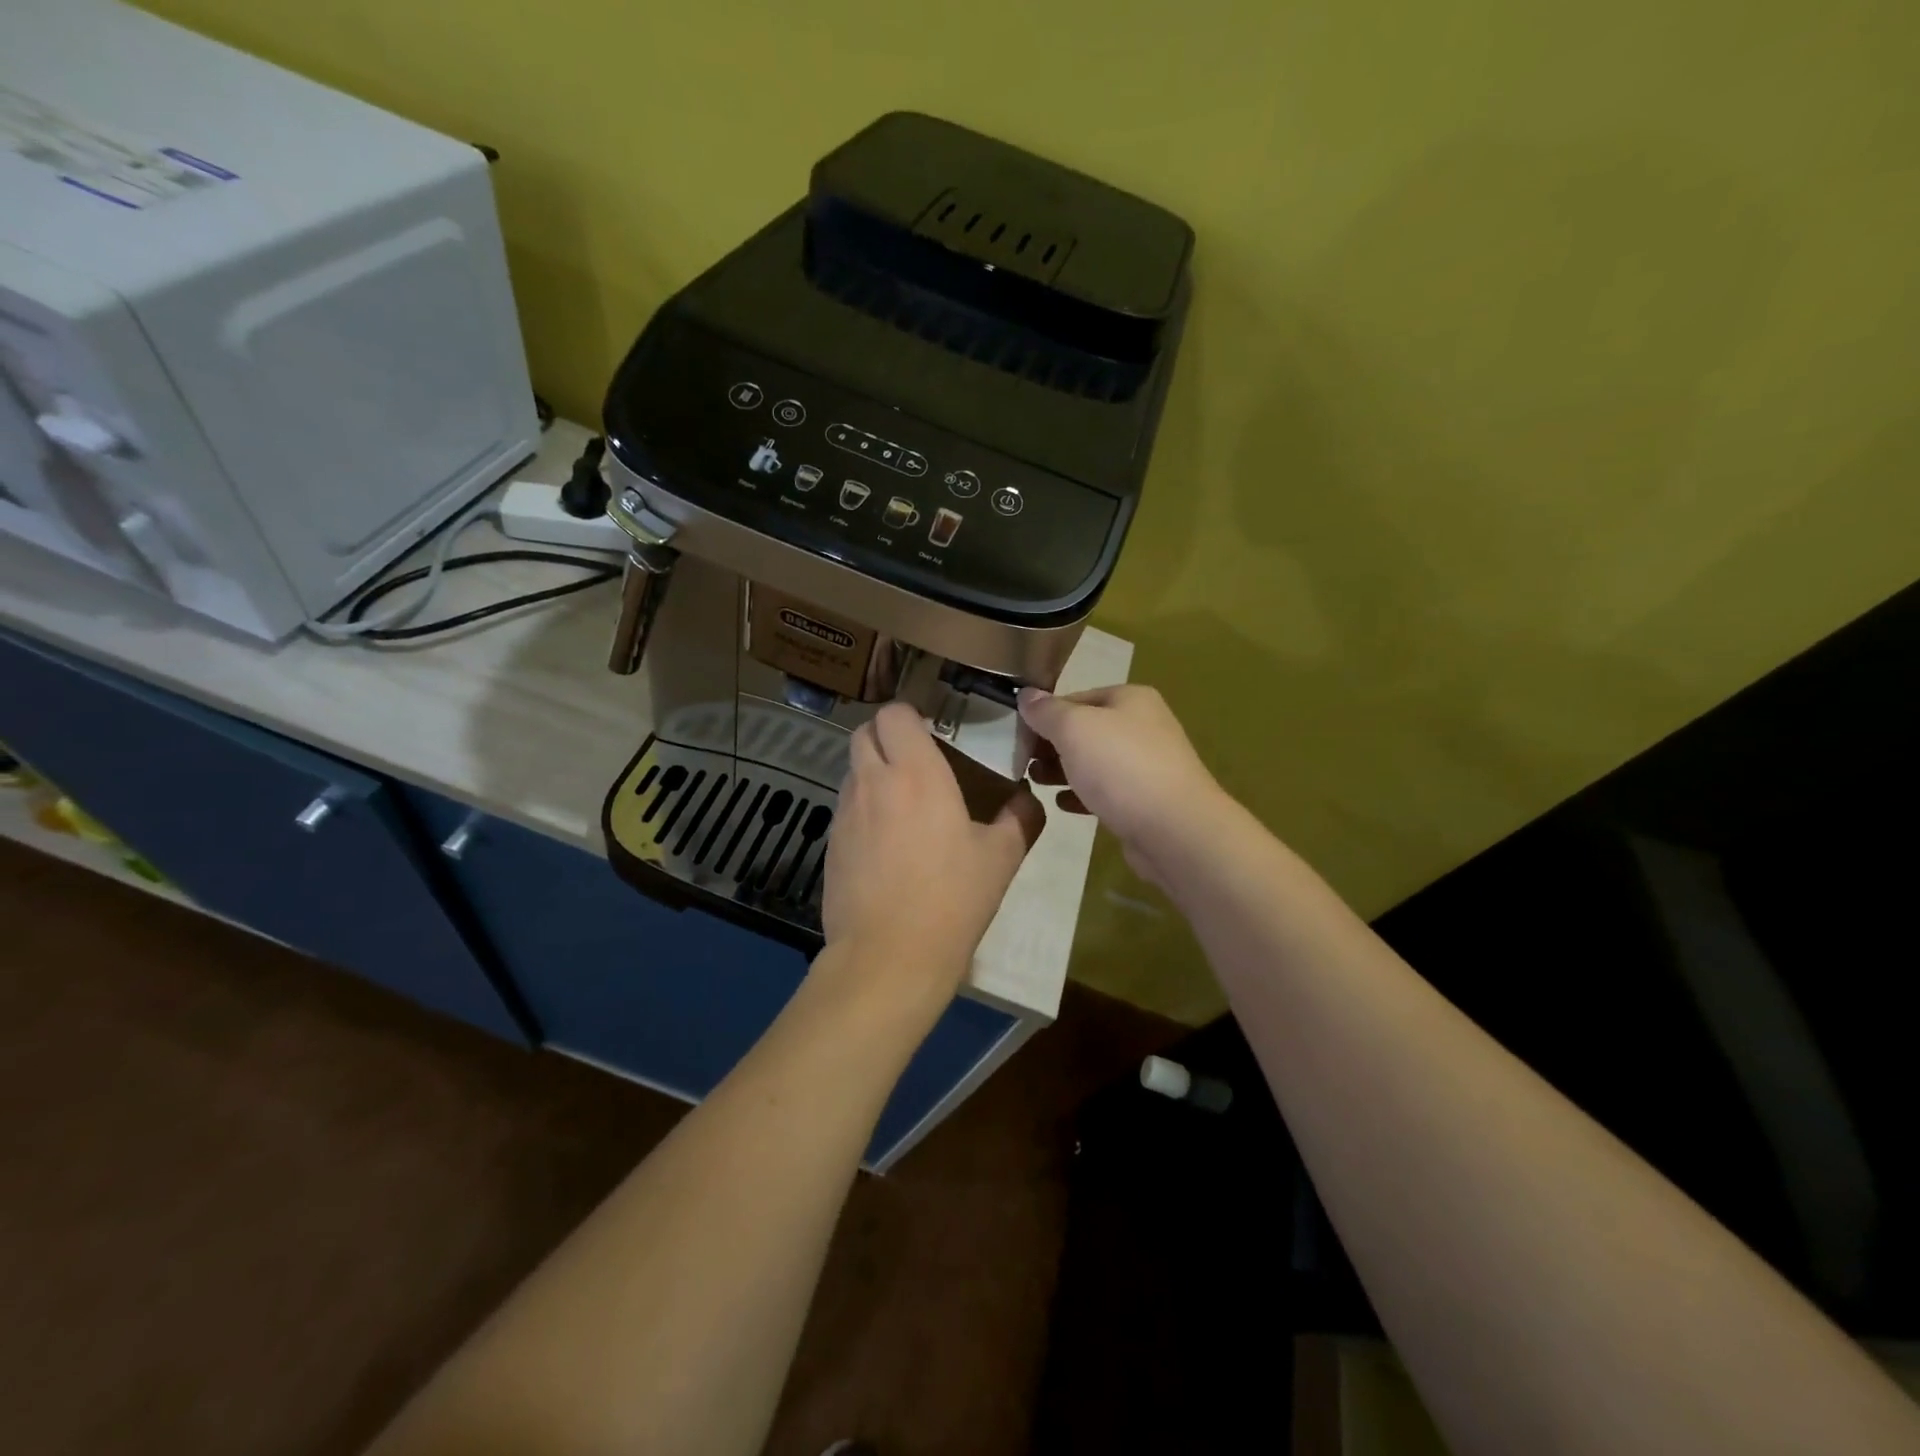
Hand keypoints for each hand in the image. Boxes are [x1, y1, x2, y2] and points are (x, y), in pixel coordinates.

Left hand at [822, 703, 1045, 998]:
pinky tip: (886, 844)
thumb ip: (1020, 818)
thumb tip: (1028, 798)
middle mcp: (873, 782)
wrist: (889, 957)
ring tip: (903, 804)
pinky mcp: (831, 844)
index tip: (934, 734)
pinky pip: (846, 808)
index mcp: (916, 773)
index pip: (895, 713)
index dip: (911, 716)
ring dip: (874, 772)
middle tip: (917, 762)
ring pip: (852, 770)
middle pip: (864, 733)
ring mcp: (845, 813)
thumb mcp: (1001, 858)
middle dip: (886, 737)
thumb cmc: (951, 900)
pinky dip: (863, 809)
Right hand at [1017, 684, 1227, 891]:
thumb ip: (1046, 711)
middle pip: (1085, 730)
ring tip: (1035, 782)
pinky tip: (1062, 805)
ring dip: (1063, 770)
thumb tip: (1025, 695)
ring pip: (1094, 762)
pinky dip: (1083, 794)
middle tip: (1023, 762)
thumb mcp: (1074, 729)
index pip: (1075, 697)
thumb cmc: (1120, 767)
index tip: (1017, 736)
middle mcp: (1143, 726)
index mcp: (1130, 699)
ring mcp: (1148, 764)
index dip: (1044, 715)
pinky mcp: (1146, 800)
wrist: (1175, 830)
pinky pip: (1107, 791)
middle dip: (1052, 745)